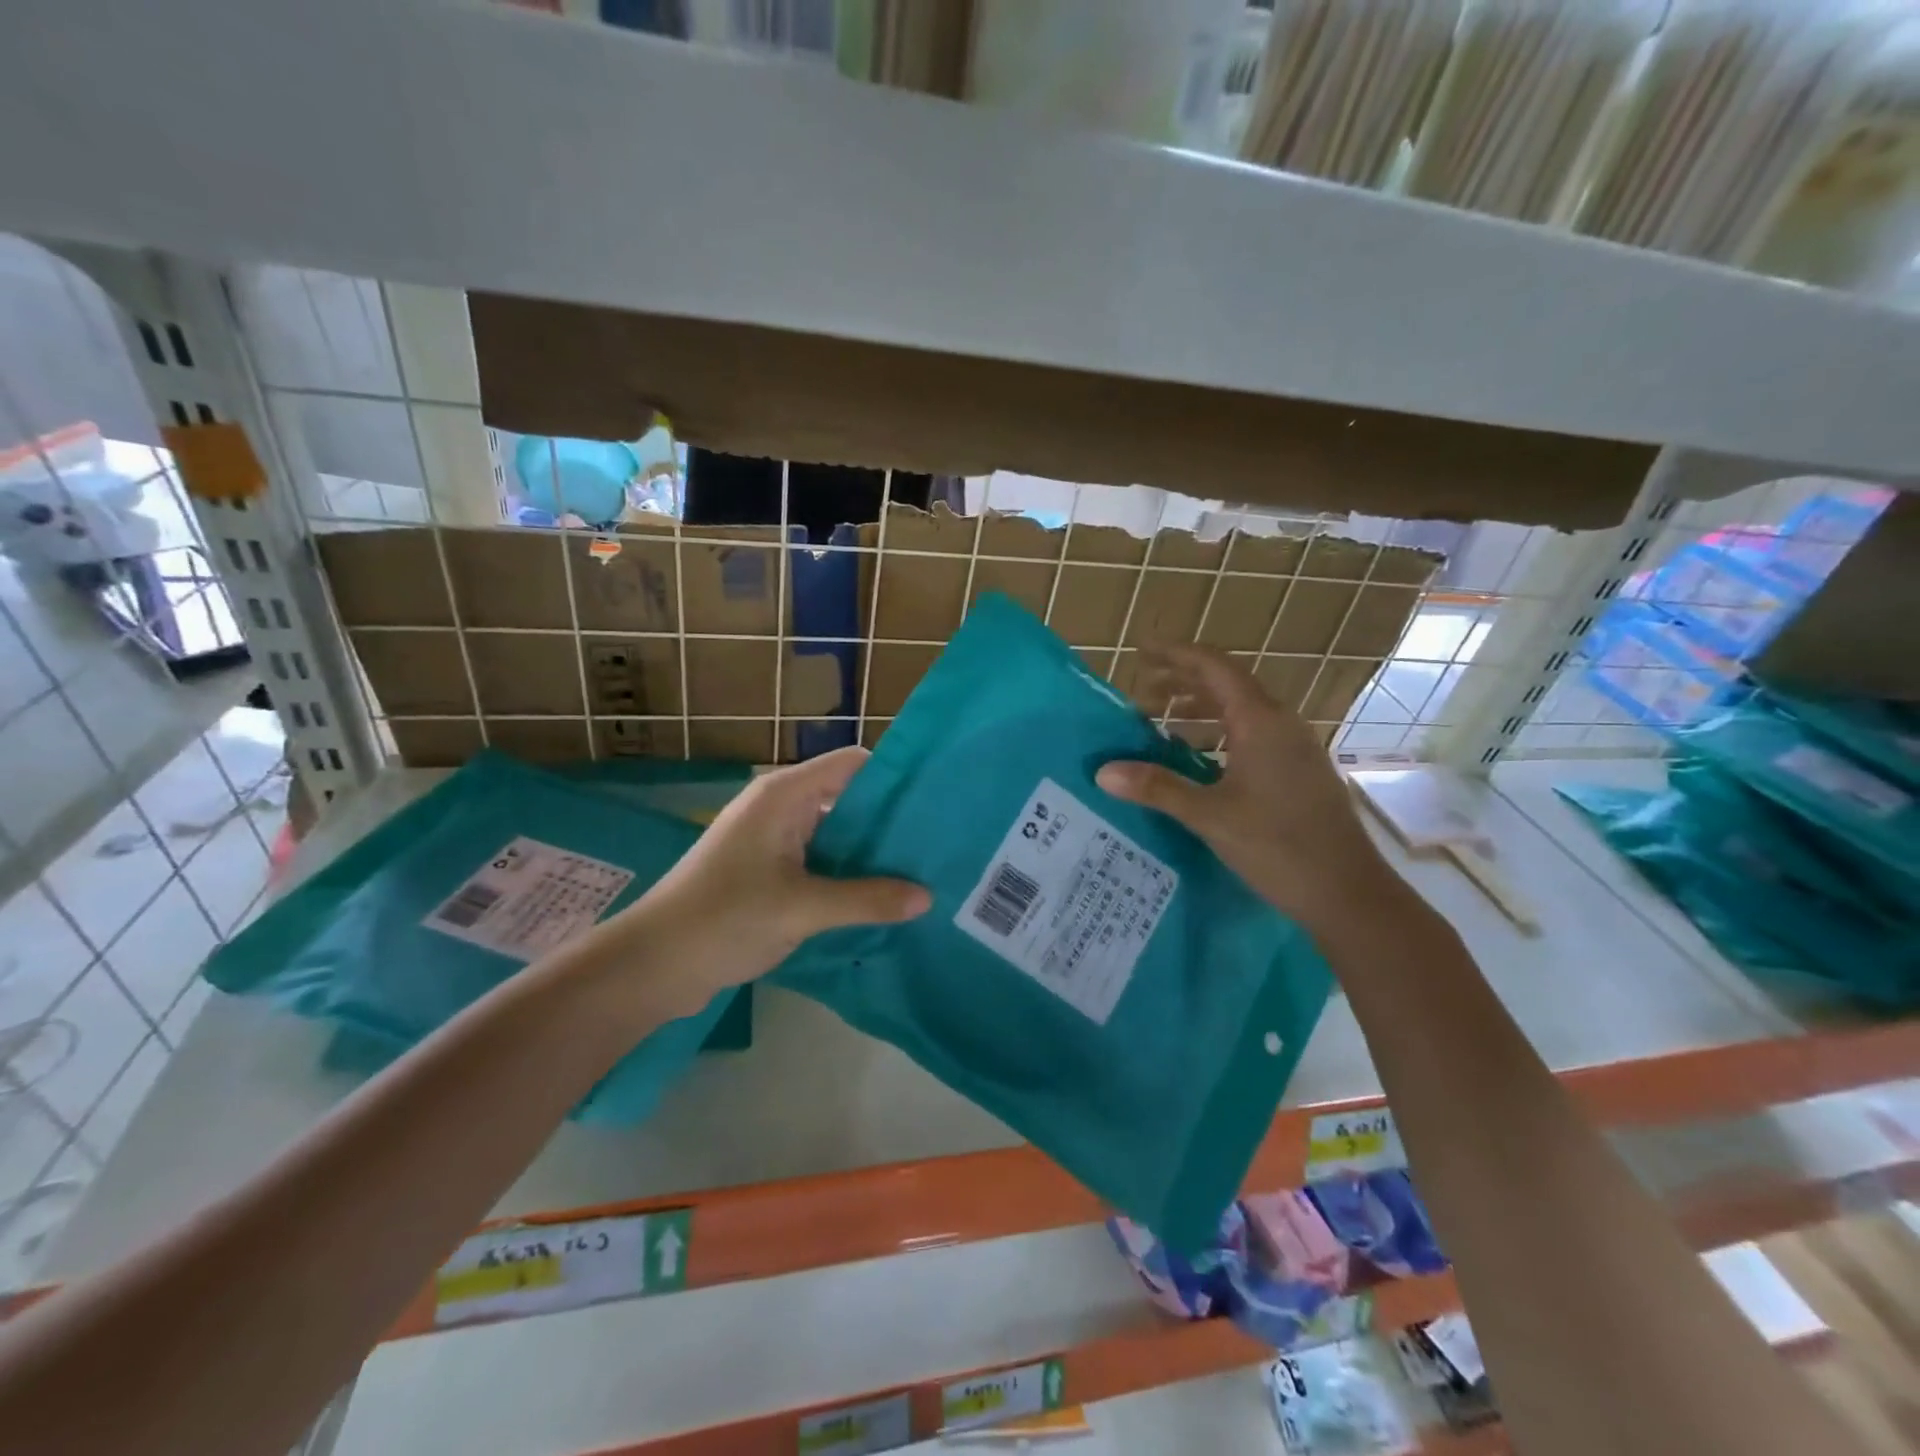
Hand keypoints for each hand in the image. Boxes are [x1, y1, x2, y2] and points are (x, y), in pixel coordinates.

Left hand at [605, 747, 929, 1013]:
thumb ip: (867, 899)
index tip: (937, 800)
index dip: (894, 777)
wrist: (653, 964)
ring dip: (871, 853)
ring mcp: (774, 840)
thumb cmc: (724, 918)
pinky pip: (821, 861)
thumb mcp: (802, 909)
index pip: (853, 764)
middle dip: (890, 822)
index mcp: (785, 795)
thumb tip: (927, 897)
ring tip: (923, 871)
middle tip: (939, 844)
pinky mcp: (770, 871)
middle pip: (849, 799)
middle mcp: (782, 807)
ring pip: (837, 835)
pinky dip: (848, 875)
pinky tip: (883, 897)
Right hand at [1096, 646, 1407, 943]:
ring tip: (1160, 722)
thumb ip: (1157, 788)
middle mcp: (1280, 724)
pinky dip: (1218, 733)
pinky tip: (1197, 758)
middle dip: (1181, 681)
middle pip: (1226, 684)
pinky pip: (1252, 734)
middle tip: (1140, 690)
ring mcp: (1294, 747)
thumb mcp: (1210, 815)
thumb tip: (1103, 771)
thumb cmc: (1278, 846)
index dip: (1175, 654)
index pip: (1213, 667)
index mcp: (1261, 722)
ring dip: (1199, 709)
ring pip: (1240, 711)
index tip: (1141, 650)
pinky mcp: (1298, 770)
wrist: (1348, 892)